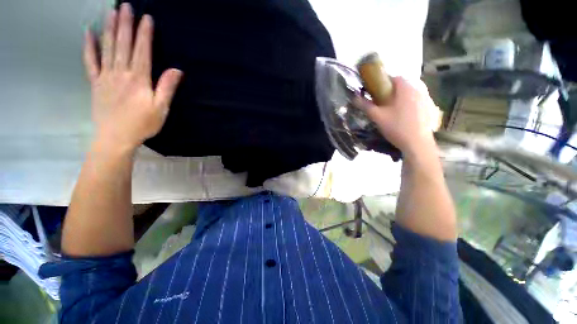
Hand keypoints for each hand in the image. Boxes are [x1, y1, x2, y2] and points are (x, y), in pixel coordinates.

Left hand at [84, 3, 182, 152]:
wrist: (116, 137)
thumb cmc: (142, 124)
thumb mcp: (161, 109)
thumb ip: (167, 88)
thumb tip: (177, 70)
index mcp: (139, 80)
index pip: (142, 52)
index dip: (145, 34)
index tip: (146, 18)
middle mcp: (121, 73)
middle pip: (123, 45)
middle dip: (125, 24)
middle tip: (125, 5)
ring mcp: (106, 77)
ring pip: (107, 48)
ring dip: (110, 29)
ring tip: (111, 12)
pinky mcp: (96, 83)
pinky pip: (90, 62)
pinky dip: (89, 47)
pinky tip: (89, 33)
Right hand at [355, 77, 439, 157]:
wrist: (417, 143)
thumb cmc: (396, 127)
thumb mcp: (377, 117)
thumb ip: (366, 106)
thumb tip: (354, 97)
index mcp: (405, 89)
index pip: (393, 77)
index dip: (382, 82)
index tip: (374, 92)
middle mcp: (418, 90)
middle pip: (401, 86)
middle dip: (390, 92)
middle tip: (380, 103)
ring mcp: (426, 99)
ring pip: (409, 94)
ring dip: (399, 98)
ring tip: (390, 111)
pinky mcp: (429, 109)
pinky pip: (416, 101)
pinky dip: (408, 105)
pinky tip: (402, 117)